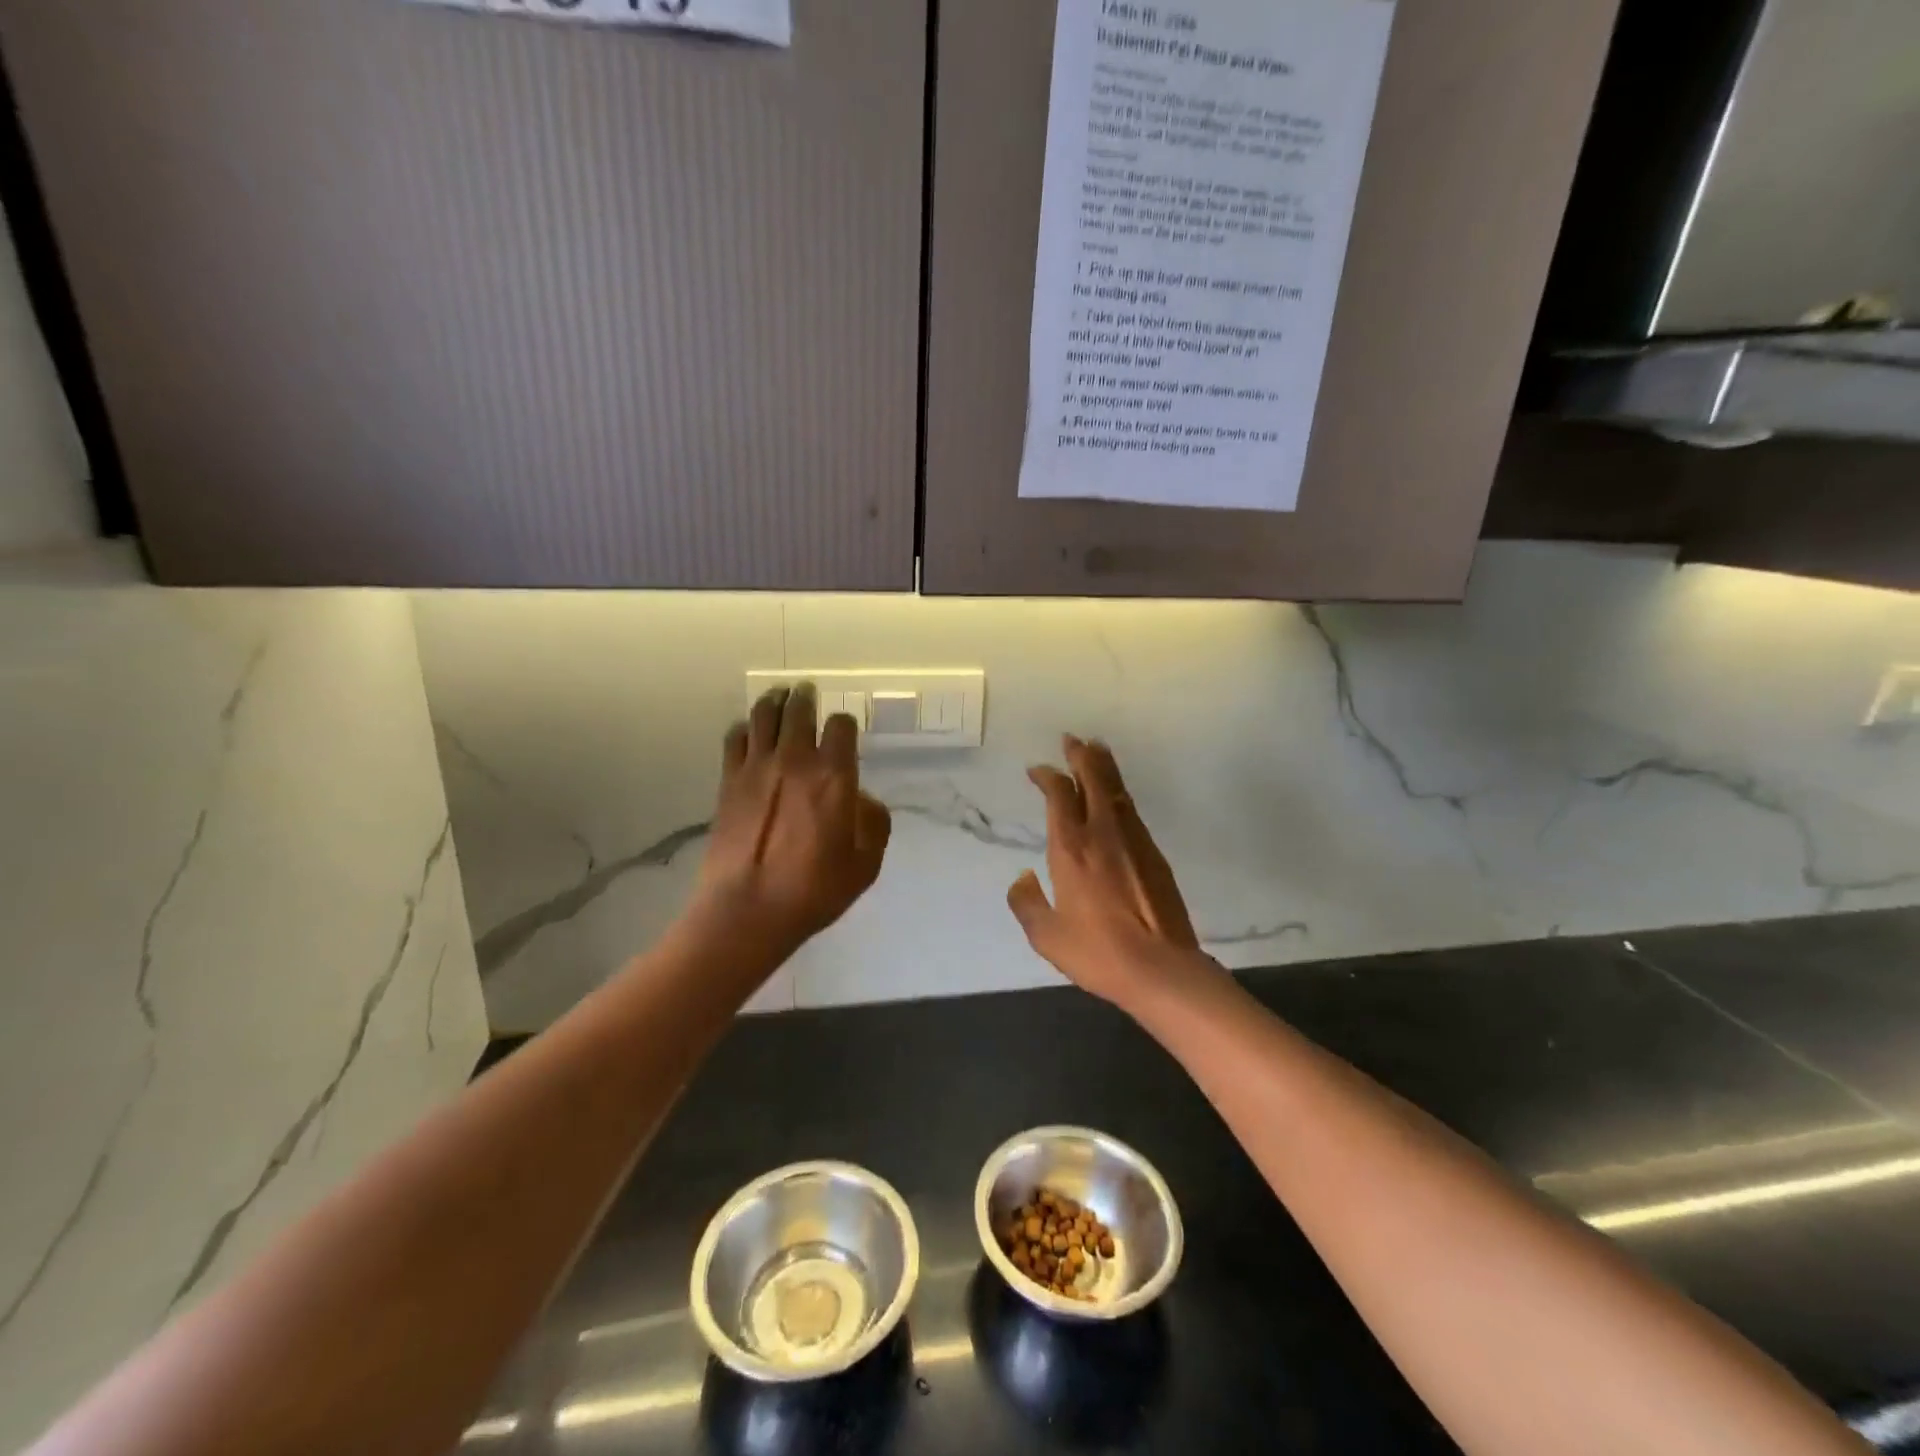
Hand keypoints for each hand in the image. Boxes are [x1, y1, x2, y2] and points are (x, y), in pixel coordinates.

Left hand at [692, 684, 891, 957]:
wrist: (748, 910)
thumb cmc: (814, 891)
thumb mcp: (865, 864)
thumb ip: (873, 823)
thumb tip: (863, 800)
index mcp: (834, 776)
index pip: (841, 726)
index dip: (845, 723)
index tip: (845, 729)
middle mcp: (795, 760)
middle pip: (799, 710)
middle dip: (806, 697)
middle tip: (806, 691)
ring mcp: (757, 768)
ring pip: (763, 715)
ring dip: (774, 701)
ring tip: (779, 696)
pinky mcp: (728, 781)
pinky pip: (735, 738)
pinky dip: (744, 727)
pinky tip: (747, 729)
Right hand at [1008, 736, 1207, 1005]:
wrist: (1161, 968)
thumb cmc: (1098, 952)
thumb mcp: (1046, 936)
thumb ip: (1027, 903)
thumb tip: (1022, 878)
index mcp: (1071, 848)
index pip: (1059, 794)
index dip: (1048, 776)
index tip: (1038, 770)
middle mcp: (1102, 833)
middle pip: (1093, 779)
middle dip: (1081, 755)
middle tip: (1072, 739)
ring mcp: (1133, 840)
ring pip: (1117, 789)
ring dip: (1104, 766)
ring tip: (1096, 749)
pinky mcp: (1154, 853)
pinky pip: (1132, 810)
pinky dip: (1119, 792)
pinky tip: (1117, 796)